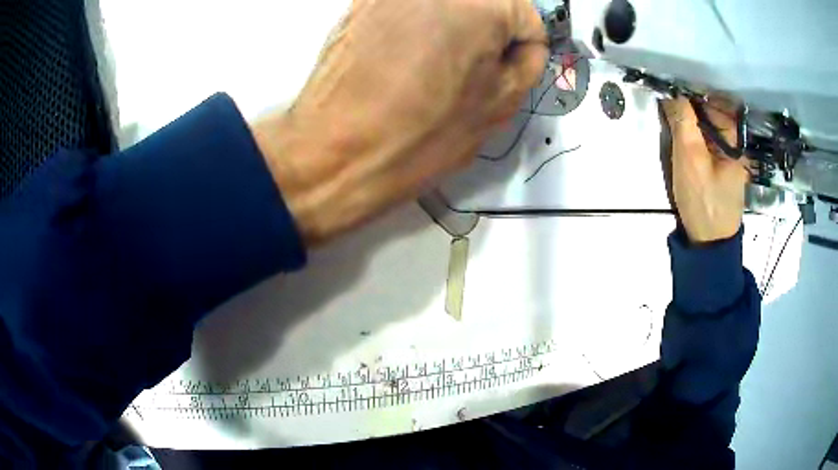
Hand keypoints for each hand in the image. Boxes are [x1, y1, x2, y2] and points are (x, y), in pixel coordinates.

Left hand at [252, 0, 546, 245]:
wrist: (337, 152)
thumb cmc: (420, 134)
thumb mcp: (499, 104)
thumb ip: (525, 63)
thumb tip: (522, 47)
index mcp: (480, 3)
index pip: (526, 17)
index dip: (522, 48)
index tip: (506, 71)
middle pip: (486, 4)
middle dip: (489, 32)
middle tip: (473, 68)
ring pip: (447, 5)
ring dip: (453, 27)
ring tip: (434, 67)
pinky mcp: (361, 3)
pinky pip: (409, 9)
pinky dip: (417, 26)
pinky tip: (403, 58)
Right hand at [662, 98, 749, 243]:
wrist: (709, 243)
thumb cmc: (703, 200)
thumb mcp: (690, 159)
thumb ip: (683, 122)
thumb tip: (673, 93)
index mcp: (735, 138)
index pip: (714, 100)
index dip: (692, 92)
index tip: (671, 92)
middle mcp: (735, 141)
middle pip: (711, 111)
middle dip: (689, 106)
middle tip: (668, 110)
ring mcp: (729, 154)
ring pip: (707, 124)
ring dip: (689, 120)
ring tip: (671, 122)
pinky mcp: (720, 164)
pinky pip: (706, 138)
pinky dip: (693, 133)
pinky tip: (682, 138)